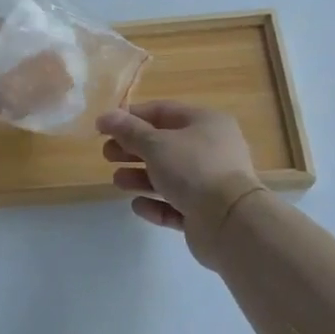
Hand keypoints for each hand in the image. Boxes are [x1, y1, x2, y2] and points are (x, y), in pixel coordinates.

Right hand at [96, 101, 267, 267]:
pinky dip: (156, 204)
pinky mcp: (205, 213)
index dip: (131, 117)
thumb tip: (105, 116)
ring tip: (118, 181)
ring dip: (140, 177)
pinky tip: (139, 205)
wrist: (230, 222)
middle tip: (107, 155)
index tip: (104, 127)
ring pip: (168, 176)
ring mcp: (210, 183)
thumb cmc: (193, 169)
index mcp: (205, 123)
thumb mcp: (156, 143)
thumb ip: (128, 130)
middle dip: (132, 149)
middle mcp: (211, 149)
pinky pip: (175, 205)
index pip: (163, 111)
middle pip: (164, 144)